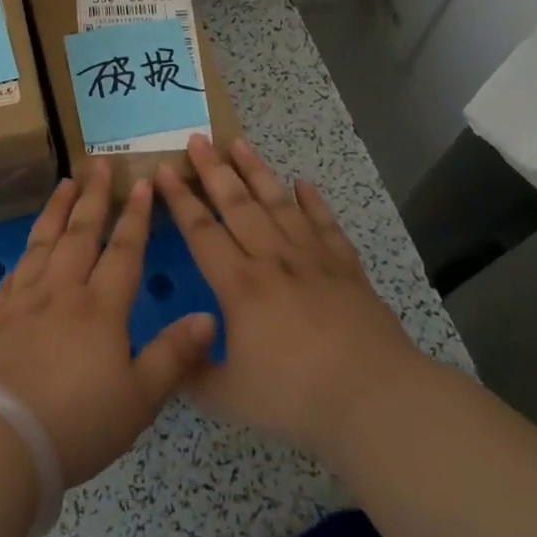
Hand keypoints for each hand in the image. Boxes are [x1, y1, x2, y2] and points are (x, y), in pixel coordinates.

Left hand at [0, 162, 216, 487]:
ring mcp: (25, 301)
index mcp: (101, 307)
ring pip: (43, 243)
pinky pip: (13, 274)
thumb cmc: (78, 422)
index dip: (136, 216)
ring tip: (64, 184)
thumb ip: (174, 355)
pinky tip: (25, 250)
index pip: (123, 250)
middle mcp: (62, 292)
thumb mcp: (139, 398)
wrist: (1, 438)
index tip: (142, 182)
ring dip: (56, 210)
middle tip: (98, 163)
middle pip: (80, 234)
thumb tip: (208, 317)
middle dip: (93, 197)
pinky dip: (23, 255)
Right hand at [156, 136, 423, 460]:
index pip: (200, 231)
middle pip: (237, 204)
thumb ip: (192, 374)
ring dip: (257, 172)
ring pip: (278, 204)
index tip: (164, 169)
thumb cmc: (294, 395)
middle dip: (214, 170)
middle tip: (198, 138)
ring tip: (240, 143)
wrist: (372, 396)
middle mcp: (272, 259)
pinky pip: (325, 224)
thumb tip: (170, 359)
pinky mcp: (345, 268)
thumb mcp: (228, 397)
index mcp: (238, 285)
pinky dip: (313, 202)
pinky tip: (304, 184)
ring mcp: (312, 259)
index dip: (179, 199)